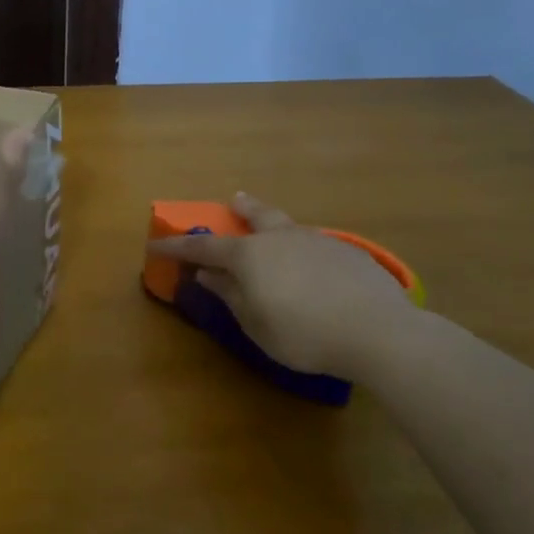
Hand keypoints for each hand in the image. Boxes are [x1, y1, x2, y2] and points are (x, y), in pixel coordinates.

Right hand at [148, 192, 416, 377]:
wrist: (377, 330)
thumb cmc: (303, 333)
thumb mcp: (256, 324)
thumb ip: (230, 295)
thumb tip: (207, 274)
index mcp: (251, 256)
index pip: (204, 248)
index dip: (177, 247)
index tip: (156, 245)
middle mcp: (281, 238)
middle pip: (256, 216)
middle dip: (241, 209)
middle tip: (234, 199)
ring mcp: (318, 241)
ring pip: (288, 227)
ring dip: (275, 227)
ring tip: (275, 235)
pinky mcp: (348, 252)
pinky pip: (315, 245)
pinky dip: (304, 250)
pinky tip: (315, 269)